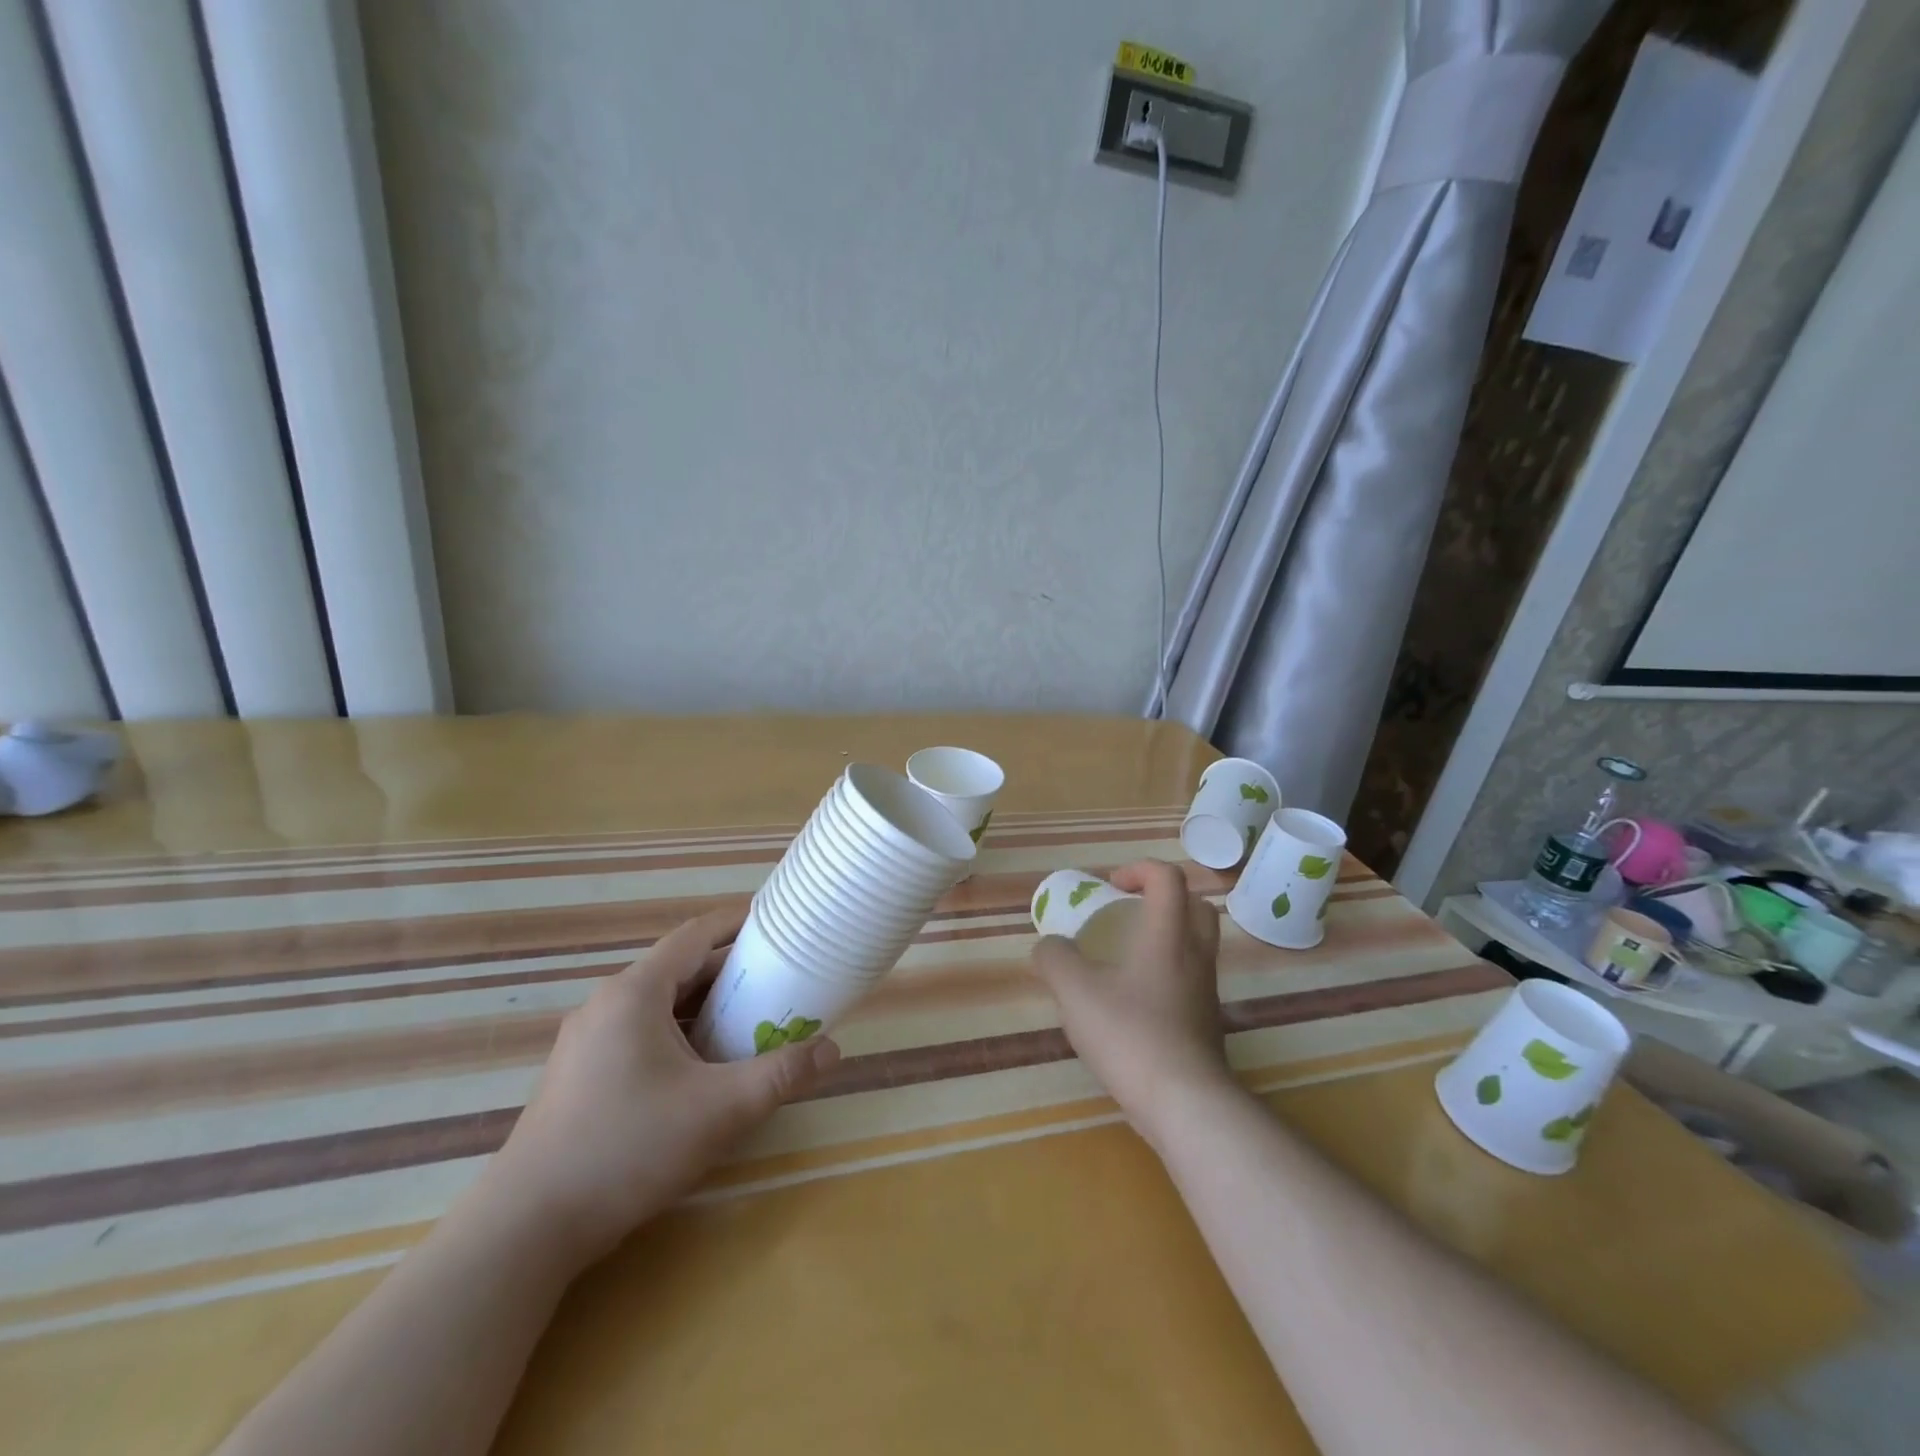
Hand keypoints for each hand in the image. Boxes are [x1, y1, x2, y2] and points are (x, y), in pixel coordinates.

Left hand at [478, 909, 840, 1265]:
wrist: (527, 1228)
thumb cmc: (628, 1147)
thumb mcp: (719, 1109)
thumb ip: (780, 1074)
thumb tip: (832, 1050)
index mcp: (635, 992)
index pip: (695, 935)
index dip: (737, 923)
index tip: (777, 924)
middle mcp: (607, 1004)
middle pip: (678, 969)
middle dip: (730, 971)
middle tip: (778, 980)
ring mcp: (586, 1041)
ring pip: (658, 1005)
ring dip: (704, 1006)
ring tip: (749, 1021)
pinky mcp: (579, 1074)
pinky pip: (639, 1033)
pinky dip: (678, 1034)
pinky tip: (701, 1068)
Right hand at [1029, 860, 1233, 1146]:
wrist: (1185, 1103)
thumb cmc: (1130, 1035)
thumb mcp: (1075, 993)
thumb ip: (1055, 960)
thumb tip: (1049, 947)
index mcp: (1167, 935)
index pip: (1167, 877)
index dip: (1138, 869)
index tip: (1109, 887)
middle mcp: (1194, 954)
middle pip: (1196, 904)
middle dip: (1162, 897)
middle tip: (1128, 911)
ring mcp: (1205, 989)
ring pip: (1197, 942)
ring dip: (1166, 934)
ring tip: (1126, 955)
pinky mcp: (1206, 1021)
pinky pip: (1191, 976)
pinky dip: (1168, 970)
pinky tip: (1134, 998)